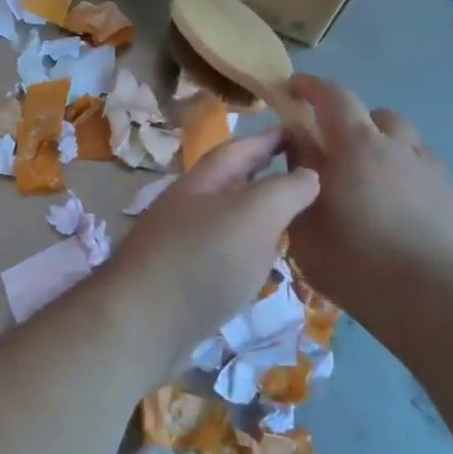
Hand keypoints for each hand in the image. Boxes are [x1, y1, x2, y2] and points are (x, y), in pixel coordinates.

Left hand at [105, 129, 319, 369]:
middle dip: (268, 173)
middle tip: (310, 176)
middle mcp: (191, 205)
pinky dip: (249, 248)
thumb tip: (309, 173)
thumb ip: (284, 190)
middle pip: (233, 181)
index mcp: (205, 181)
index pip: (242, 147)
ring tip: (297, 218)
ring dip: (260, 213)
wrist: (142, 324)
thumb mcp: (252, 215)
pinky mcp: (185, 278)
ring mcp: (184, 242)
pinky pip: (225, 251)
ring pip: (230, 217)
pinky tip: (265, 263)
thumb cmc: (202, 260)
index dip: (273, 137)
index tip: (306, 129)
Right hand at [283, 75, 452, 307]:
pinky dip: (404, 173)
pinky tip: (396, 206)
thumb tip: (297, 141)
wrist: (429, 300)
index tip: (293, 87)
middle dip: (351, 122)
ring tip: (368, 178)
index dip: (311, 86)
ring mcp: (431, 170)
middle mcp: (398, 147)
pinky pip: (424, 168)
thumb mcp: (305, 220)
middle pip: (375, 115)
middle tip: (333, 149)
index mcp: (356, 146)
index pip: (334, 97)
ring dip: (383, 146)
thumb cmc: (353, 259)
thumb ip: (298, 171)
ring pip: (405, 140)